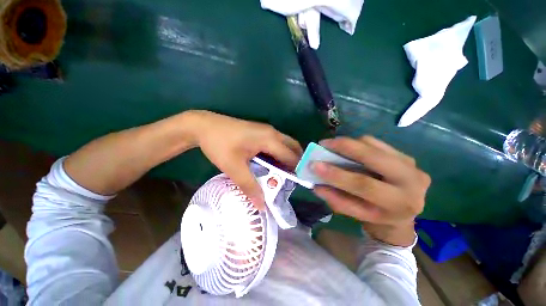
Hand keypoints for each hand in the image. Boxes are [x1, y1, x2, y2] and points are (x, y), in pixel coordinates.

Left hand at [191, 111, 302, 209]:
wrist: (203, 126)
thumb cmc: (220, 145)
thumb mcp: (234, 168)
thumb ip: (249, 186)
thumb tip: (261, 206)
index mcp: (270, 139)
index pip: (291, 157)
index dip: (297, 171)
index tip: (297, 185)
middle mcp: (272, 132)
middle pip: (293, 148)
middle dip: (296, 163)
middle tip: (292, 179)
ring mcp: (266, 130)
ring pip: (285, 145)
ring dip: (287, 158)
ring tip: (283, 175)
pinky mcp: (260, 131)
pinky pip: (276, 143)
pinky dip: (279, 154)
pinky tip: (272, 165)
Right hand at [311, 136, 430, 245]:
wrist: (401, 211)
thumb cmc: (375, 215)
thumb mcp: (355, 213)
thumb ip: (336, 199)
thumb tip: (316, 183)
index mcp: (398, 203)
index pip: (364, 185)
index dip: (337, 174)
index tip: (314, 165)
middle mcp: (411, 181)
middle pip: (373, 157)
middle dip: (344, 147)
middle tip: (323, 144)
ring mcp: (411, 165)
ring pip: (373, 145)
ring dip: (350, 144)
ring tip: (333, 146)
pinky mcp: (405, 155)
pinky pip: (376, 143)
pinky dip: (358, 143)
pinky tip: (349, 149)